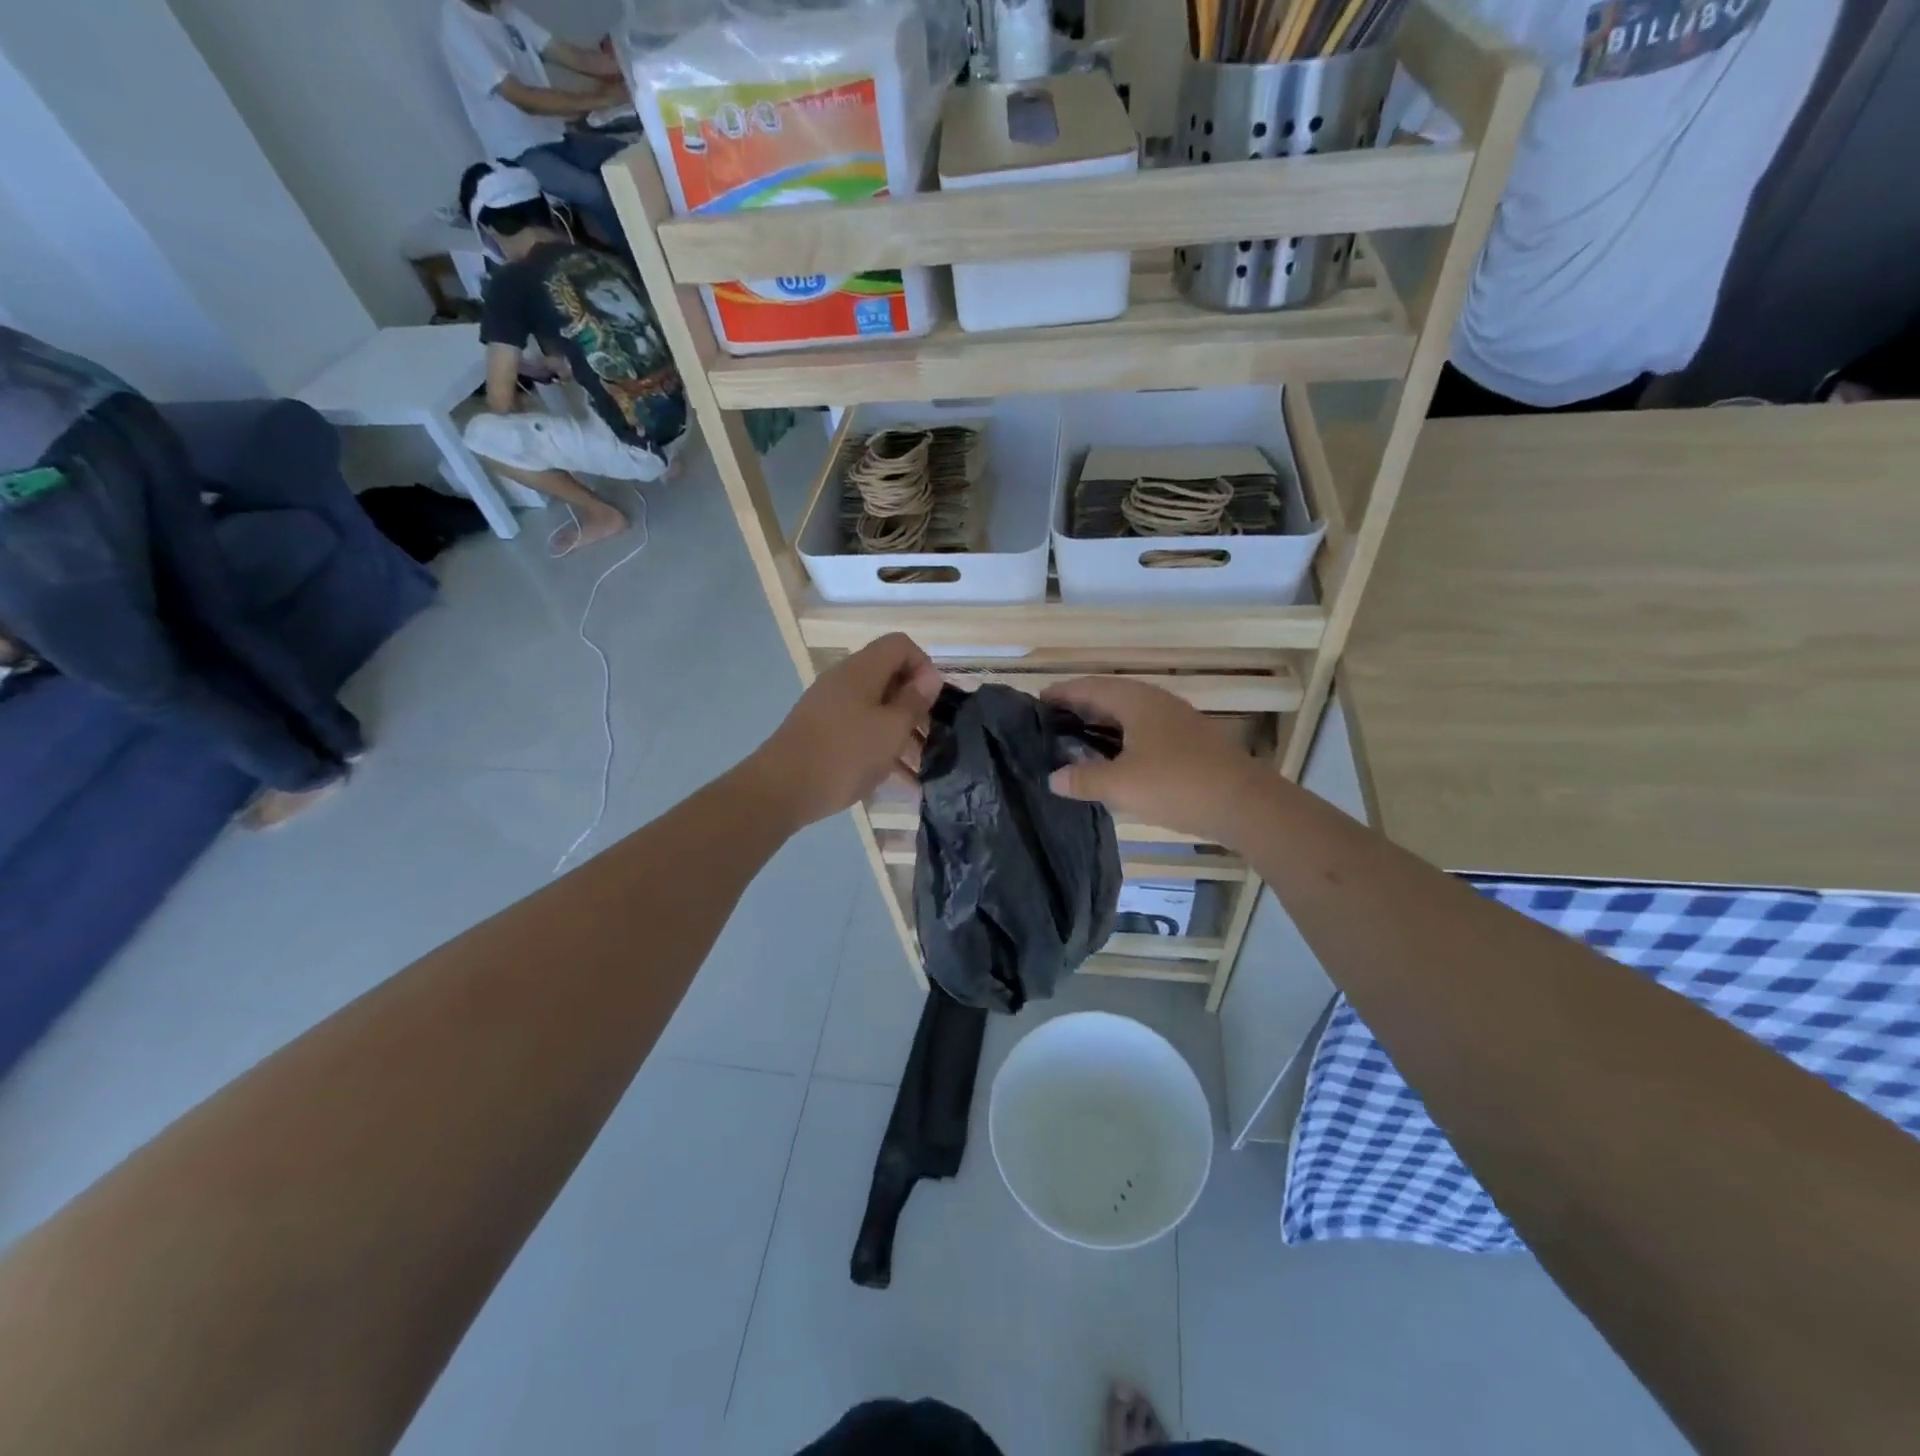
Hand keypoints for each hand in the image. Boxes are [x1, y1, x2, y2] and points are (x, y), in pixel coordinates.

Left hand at [748, 634, 940, 830]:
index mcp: (861, 670)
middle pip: (889, 677)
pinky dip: (880, 747)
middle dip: (915, 705)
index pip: (900, 645)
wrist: (780, 790)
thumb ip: (914, 701)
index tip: (934, 702)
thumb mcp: (891, 729)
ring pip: (876, 708)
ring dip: (901, 732)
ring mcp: (829, 706)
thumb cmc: (844, 755)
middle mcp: (843, 680)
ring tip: (921, 766)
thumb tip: (930, 676)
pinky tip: (898, 780)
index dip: (924, 666)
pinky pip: (860, 730)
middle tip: (933, 738)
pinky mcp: (821, 732)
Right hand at [1042, 677, 1265, 843]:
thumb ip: (1083, 778)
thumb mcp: (1121, 785)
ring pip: (1128, 715)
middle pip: (1109, 697)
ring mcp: (1175, 720)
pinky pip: (1142, 731)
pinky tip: (1113, 760)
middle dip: (1079, 707)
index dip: (1062, 693)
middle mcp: (1155, 702)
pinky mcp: (1188, 742)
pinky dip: (1120, 739)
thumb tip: (1053, 778)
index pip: (1089, 687)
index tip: (1036, 702)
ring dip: (1100, 724)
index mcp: (1135, 700)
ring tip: (1074, 741)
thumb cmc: (1177, 785)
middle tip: (1049, 723)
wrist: (1245, 804)